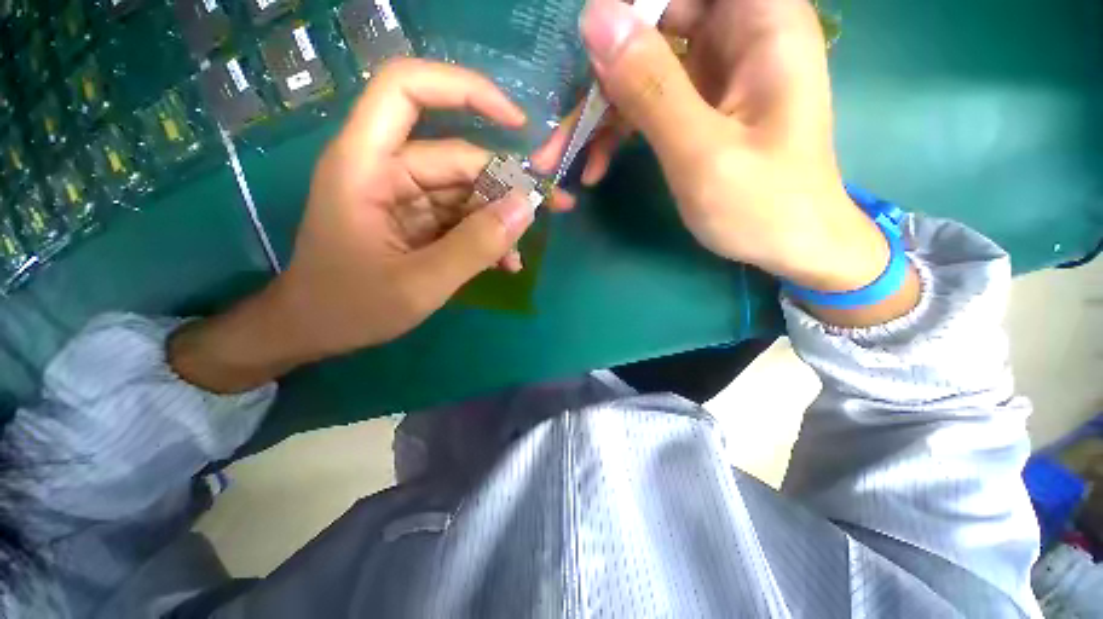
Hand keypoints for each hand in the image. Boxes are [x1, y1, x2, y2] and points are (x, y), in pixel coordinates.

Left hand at [171, 59, 569, 392]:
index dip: (465, 90)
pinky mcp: (416, 220)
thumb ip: (475, 245)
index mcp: (366, 166)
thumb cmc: (351, 308)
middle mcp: (385, 170)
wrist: (315, 330)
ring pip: (465, 191)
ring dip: (499, 220)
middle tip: (551, 206)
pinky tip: (504, 263)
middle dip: (506, 183)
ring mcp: (403, 196)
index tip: (517, 122)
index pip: (408, 90)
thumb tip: (527, 207)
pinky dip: (485, 237)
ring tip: (520, 253)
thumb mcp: (420, 283)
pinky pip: (460, 217)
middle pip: (457, 157)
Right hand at [539, 0, 893, 295]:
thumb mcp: (701, 153)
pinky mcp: (698, 107)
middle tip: (564, 118)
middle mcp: (740, 35)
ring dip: (600, 110)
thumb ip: (652, 87)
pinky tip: (595, 166)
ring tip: (563, 154)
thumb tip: (596, 19)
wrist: (789, 247)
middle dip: (602, 67)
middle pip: (656, 19)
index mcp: (762, 23)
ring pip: (643, 65)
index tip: (590, 45)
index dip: (632, 4)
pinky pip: (647, 102)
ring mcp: (715, 74)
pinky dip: (617, 131)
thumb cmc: (761, 206)